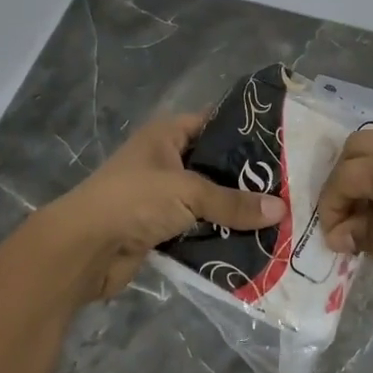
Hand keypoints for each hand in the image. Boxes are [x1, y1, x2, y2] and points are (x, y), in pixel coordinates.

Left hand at [28, 114, 284, 303]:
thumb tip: (282, 210)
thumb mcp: (188, 192)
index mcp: (165, 136)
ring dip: (234, 211)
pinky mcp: (159, 229)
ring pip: (207, 200)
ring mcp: (161, 197)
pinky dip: (218, 236)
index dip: (244, 131)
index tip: (283, 144)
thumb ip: (233, 202)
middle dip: (246, 179)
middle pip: (214, 165)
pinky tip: (252, 242)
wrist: (83, 249)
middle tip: (289, 187)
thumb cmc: (134, 201)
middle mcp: (164, 161)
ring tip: (279, 217)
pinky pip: (197, 228)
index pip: (212, 123)